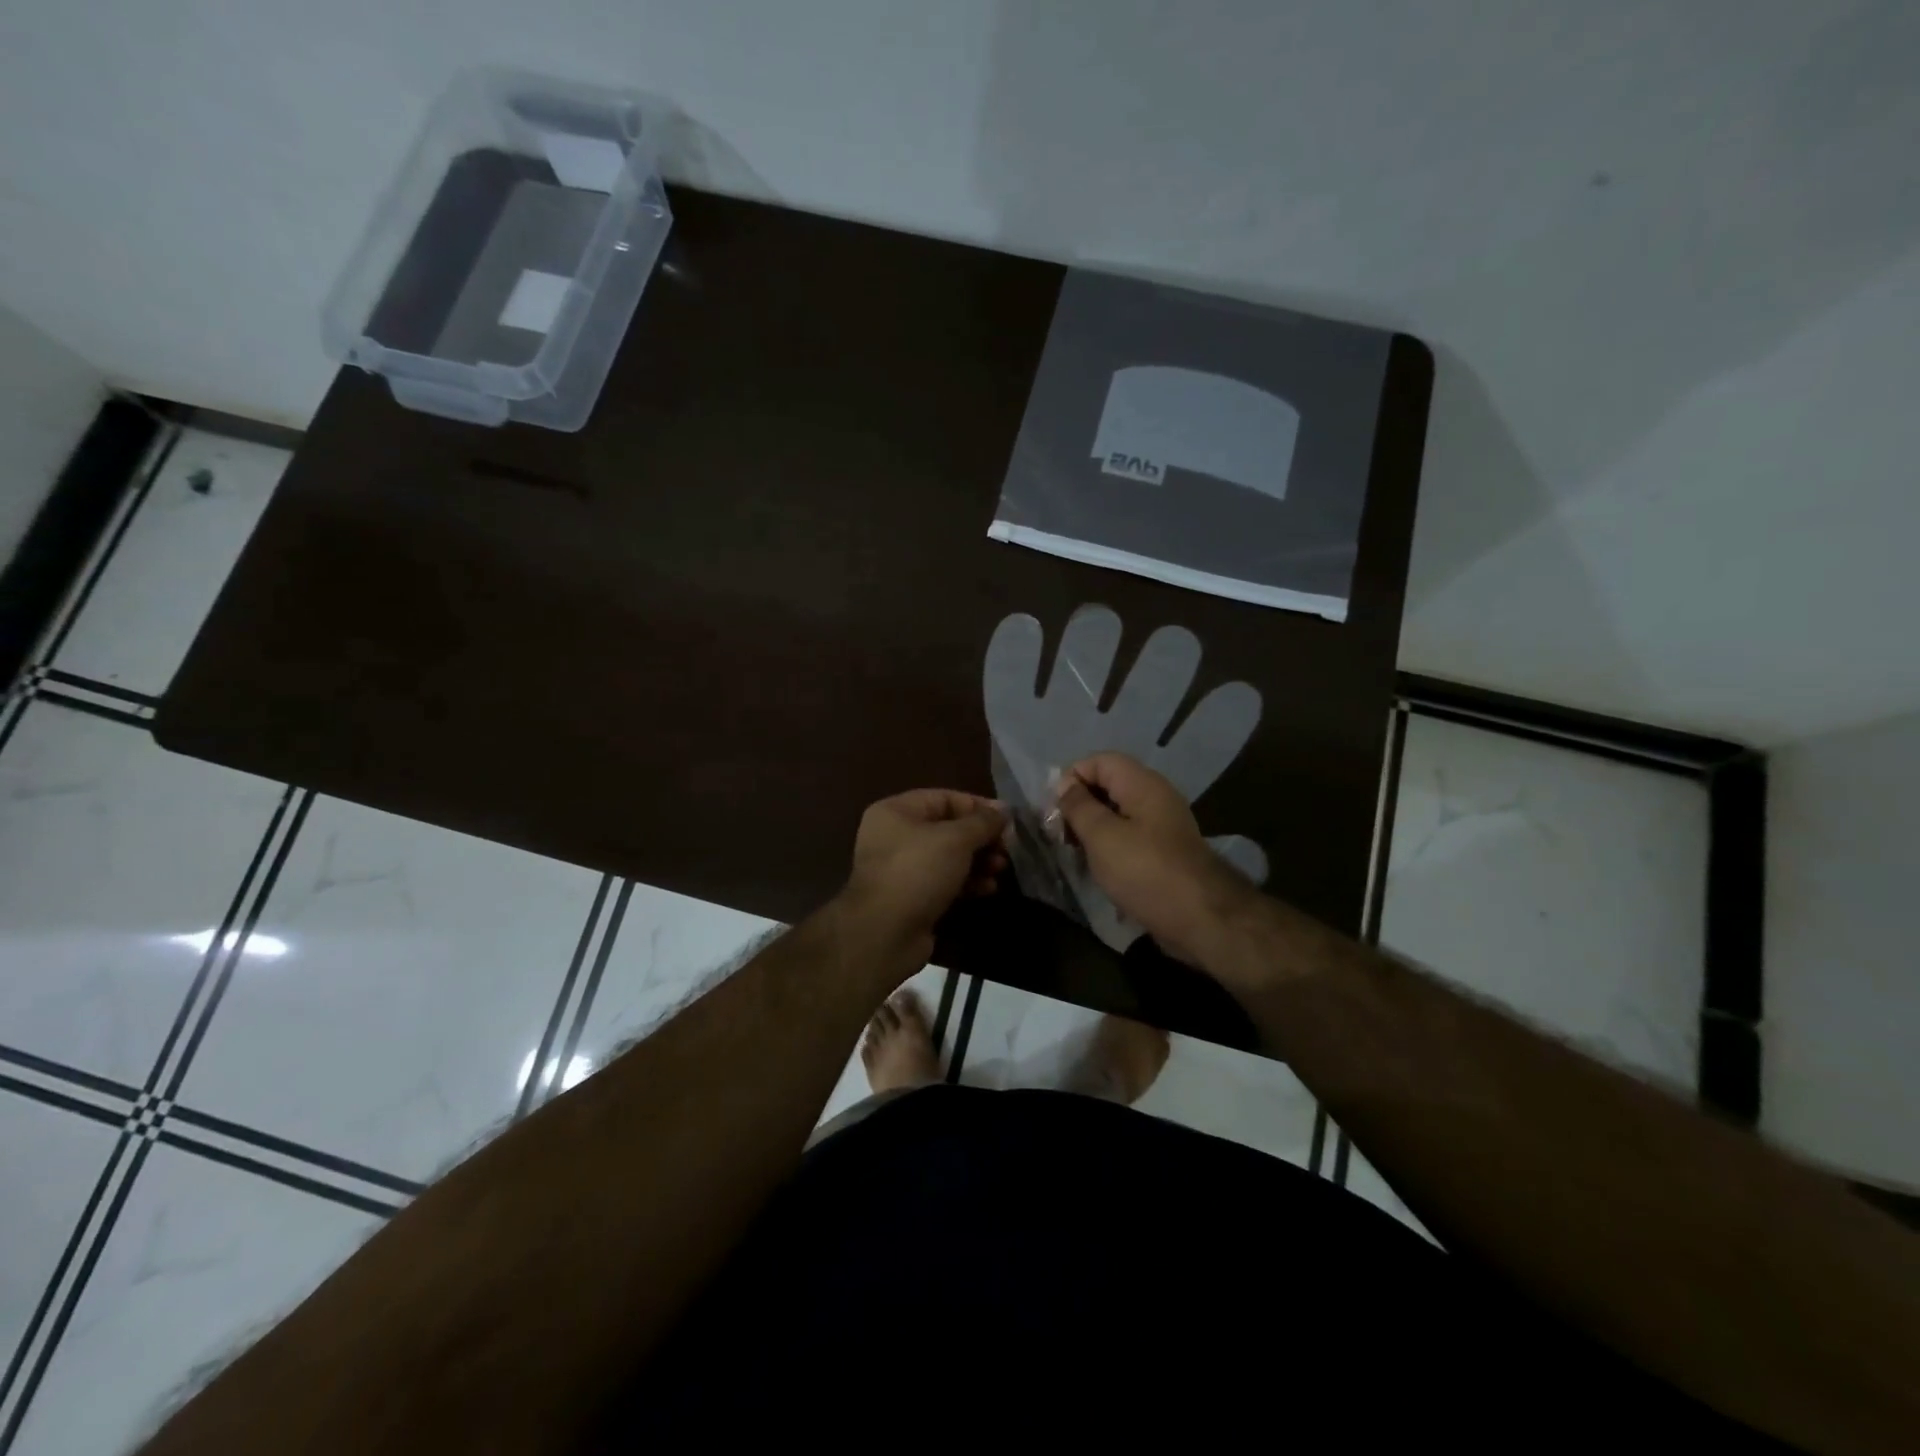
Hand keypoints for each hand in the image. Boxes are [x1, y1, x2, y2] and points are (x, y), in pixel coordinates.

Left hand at [841, 789, 1007, 965]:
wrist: (885, 933)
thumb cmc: (918, 871)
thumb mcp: (956, 839)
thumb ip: (983, 822)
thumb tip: (1005, 810)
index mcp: (896, 811)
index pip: (945, 798)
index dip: (979, 807)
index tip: (1008, 821)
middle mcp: (895, 835)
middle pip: (948, 828)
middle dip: (981, 838)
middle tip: (1006, 850)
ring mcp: (901, 869)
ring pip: (948, 857)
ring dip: (978, 861)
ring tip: (1000, 870)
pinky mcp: (910, 897)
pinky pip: (943, 881)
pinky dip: (966, 882)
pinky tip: (987, 889)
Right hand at [1055, 752, 1258, 969]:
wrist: (1201, 919)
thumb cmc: (1145, 871)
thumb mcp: (1101, 835)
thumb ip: (1078, 806)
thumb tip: (1064, 785)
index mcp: (1142, 784)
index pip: (1099, 761)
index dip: (1072, 778)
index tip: (1055, 810)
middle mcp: (1155, 798)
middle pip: (1108, 786)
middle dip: (1079, 806)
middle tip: (1060, 835)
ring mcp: (1162, 826)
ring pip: (1117, 815)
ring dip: (1092, 830)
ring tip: (1075, 854)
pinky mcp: (1164, 853)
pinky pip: (1129, 838)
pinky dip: (1109, 849)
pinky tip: (1098, 870)